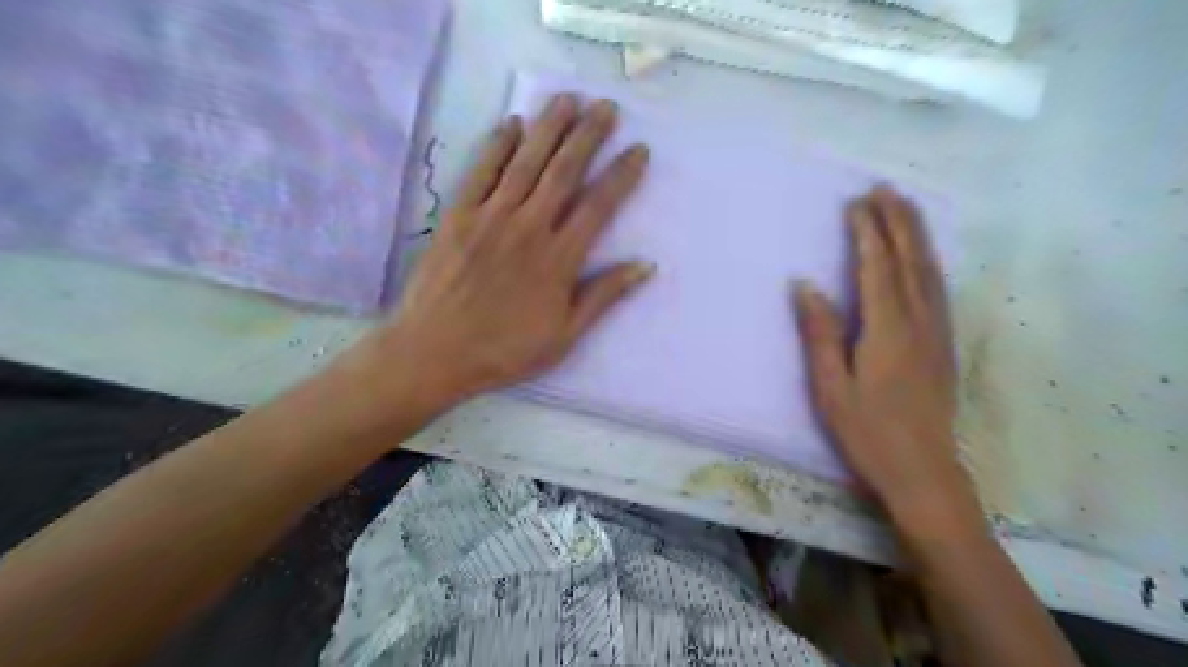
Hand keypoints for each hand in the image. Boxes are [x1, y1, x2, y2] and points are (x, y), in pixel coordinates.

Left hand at [389, 94, 652, 403]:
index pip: (599, 206)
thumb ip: (603, 296)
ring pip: (526, 162)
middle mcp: (528, 227)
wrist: (435, 352)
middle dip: (588, 135)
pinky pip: (481, 171)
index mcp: (558, 259)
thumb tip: (645, 266)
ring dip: (549, 127)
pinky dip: (497, 145)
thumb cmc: (505, 350)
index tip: (638, 150)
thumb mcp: (565, 335)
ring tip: (568, 99)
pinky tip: (512, 124)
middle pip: (564, 171)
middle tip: (606, 107)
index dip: (621, 175)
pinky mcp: (458, 215)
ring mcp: (491, 217)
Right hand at [791, 185, 977, 520]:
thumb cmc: (867, 431)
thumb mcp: (831, 386)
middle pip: (911, 260)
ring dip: (916, 235)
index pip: (877, 268)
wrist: (923, 471)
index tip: (856, 203)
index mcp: (887, 330)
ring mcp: (936, 333)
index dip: (866, 233)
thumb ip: (820, 333)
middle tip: (883, 188)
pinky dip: (928, 261)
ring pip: (929, 271)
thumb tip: (804, 285)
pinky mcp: (943, 345)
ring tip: (904, 208)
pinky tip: (922, 256)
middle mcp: (918, 322)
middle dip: (897, 221)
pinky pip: (938, 289)